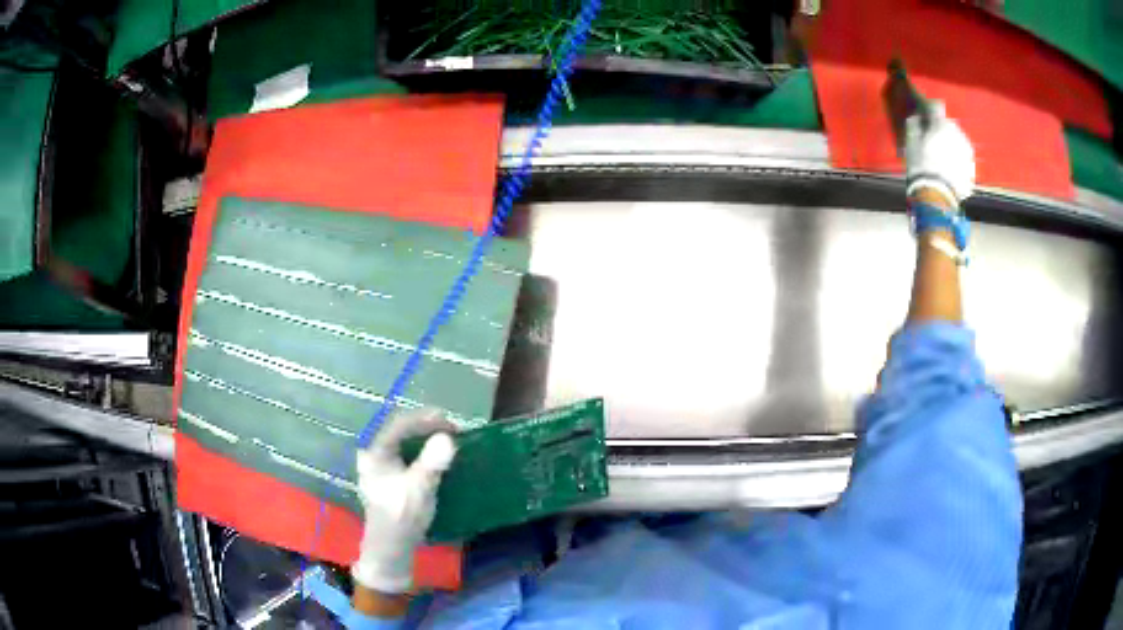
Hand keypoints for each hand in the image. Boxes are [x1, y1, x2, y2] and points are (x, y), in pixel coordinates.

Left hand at [351, 408, 456, 594]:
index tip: (450, 422)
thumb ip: (431, 463)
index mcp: (375, 454)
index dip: (425, 419)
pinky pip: (405, 453)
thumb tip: (447, 438)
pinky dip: (422, 450)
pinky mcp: (389, 476)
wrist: (391, 548)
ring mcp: (380, 466)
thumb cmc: (401, 518)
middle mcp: (374, 454)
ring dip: (425, 437)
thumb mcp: (418, 490)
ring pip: (403, 441)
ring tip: (448, 438)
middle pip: (400, 430)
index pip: (399, 425)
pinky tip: (436, 455)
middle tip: (452, 429)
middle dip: (426, 426)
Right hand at [905, 101, 975, 208]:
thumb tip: (918, 117)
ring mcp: (967, 152)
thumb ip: (914, 124)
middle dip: (942, 129)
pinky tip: (950, 169)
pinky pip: (963, 158)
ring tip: (943, 157)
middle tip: (933, 140)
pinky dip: (957, 160)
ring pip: (958, 141)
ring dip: (951, 144)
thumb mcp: (911, 142)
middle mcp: (957, 134)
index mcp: (941, 124)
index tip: (924, 116)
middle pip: (949, 124)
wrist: (937, 197)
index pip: (936, 106)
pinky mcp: (971, 169)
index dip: (929, 109)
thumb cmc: (921, 166)